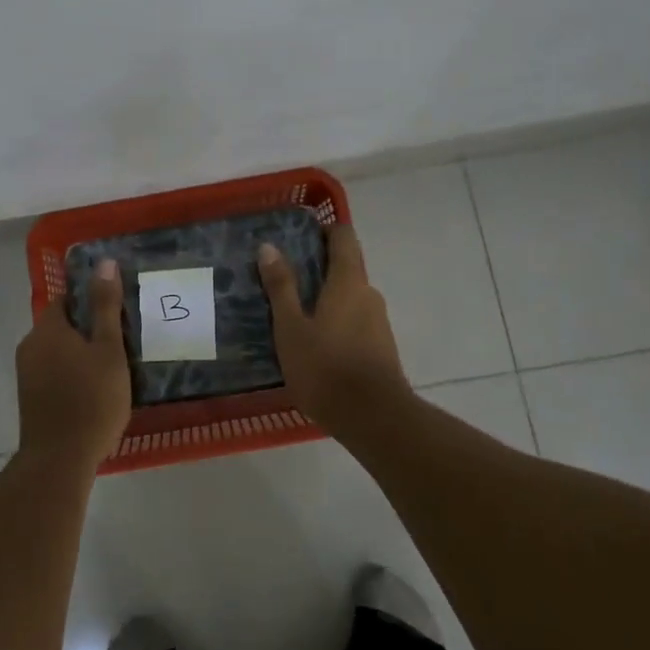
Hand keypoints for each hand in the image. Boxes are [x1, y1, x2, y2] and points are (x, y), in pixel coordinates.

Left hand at [15, 258, 131, 464]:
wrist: (60, 459)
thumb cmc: (91, 399)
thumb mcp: (108, 349)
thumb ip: (106, 306)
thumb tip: (104, 262)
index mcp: (47, 329)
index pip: (65, 300)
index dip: (90, 302)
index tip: (116, 313)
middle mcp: (30, 346)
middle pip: (60, 326)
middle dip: (87, 330)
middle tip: (120, 342)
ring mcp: (26, 375)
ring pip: (57, 352)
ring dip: (80, 355)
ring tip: (112, 368)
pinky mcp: (30, 399)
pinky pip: (53, 374)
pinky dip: (71, 375)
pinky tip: (94, 391)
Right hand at [259, 224, 408, 433]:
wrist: (373, 418)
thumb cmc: (325, 368)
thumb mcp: (291, 328)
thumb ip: (281, 287)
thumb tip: (269, 247)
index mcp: (349, 282)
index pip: (344, 237)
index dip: (324, 230)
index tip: (298, 238)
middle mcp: (369, 294)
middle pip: (347, 267)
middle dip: (319, 267)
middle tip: (284, 279)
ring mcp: (379, 322)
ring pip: (350, 297)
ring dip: (326, 297)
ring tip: (293, 315)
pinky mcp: (381, 347)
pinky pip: (355, 321)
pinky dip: (336, 321)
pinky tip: (314, 343)